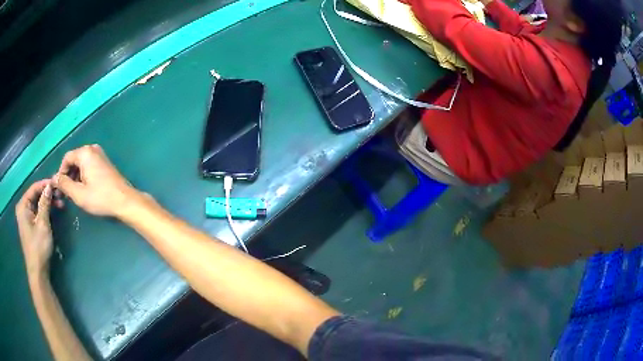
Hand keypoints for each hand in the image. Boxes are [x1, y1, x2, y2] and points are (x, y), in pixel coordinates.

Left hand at [16, 180, 54, 276]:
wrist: (38, 271)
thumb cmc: (38, 246)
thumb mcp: (42, 223)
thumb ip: (44, 203)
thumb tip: (49, 186)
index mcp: (23, 205)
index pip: (34, 188)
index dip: (45, 184)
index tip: (57, 183)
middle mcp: (23, 208)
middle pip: (35, 195)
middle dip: (48, 194)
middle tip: (60, 195)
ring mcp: (26, 217)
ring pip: (37, 204)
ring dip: (48, 203)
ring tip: (60, 204)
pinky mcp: (30, 225)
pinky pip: (37, 212)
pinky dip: (45, 210)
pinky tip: (53, 212)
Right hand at [53, 145, 139, 217]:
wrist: (125, 201)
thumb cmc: (100, 198)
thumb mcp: (78, 194)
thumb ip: (64, 184)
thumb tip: (54, 179)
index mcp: (85, 153)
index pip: (66, 158)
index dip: (61, 173)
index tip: (60, 188)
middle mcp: (92, 149)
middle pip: (74, 160)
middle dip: (68, 176)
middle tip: (66, 193)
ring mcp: (100, 155)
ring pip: (81, 164)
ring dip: (75, 177)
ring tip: (74, 194)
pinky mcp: (104, 163)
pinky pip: (88, 166)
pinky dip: (83, 176)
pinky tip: (84, 190)